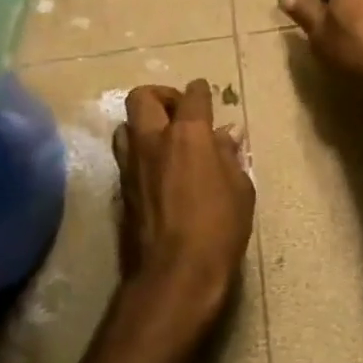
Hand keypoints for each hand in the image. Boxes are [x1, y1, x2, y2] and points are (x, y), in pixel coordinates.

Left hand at [111, 80, 254, 340]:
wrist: (176, 272)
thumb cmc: (220, 228)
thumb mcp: (240, 189)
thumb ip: (229, 156)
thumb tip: (224, 136)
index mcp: (189, 135)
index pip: (193, 97)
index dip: (200, 91)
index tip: (204, 92)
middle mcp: (153, 141)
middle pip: (143, 97)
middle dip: (162, 96)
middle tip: (179, 112)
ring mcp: (131, 165)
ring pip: (125, 126)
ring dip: (143, 124)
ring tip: (164, 140)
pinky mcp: (121, 190)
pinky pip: (125, 156)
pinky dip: (140, 152)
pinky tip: (158, 169)